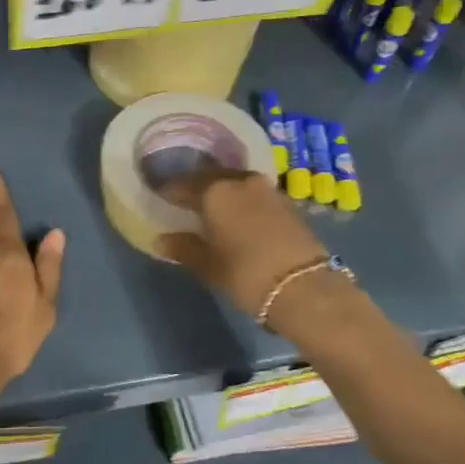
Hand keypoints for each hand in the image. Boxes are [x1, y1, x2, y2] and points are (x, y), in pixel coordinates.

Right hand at [158, 168, 329, 319]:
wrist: (305, 286)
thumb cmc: (246, 274)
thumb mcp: (209, 265)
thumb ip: (184, 248)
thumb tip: (161, 240)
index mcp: (214, 191)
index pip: (183, 184)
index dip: (169, 191)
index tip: (159, 197)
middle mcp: (239, 180)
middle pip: (211, 177)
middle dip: (196, 186)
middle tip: (184, 200)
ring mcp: (266, 188)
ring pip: (235, 182)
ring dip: (221, 191)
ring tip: (211, 207)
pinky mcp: (286, 201)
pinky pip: (253, 193)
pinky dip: (242, 199)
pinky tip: (238, 215)